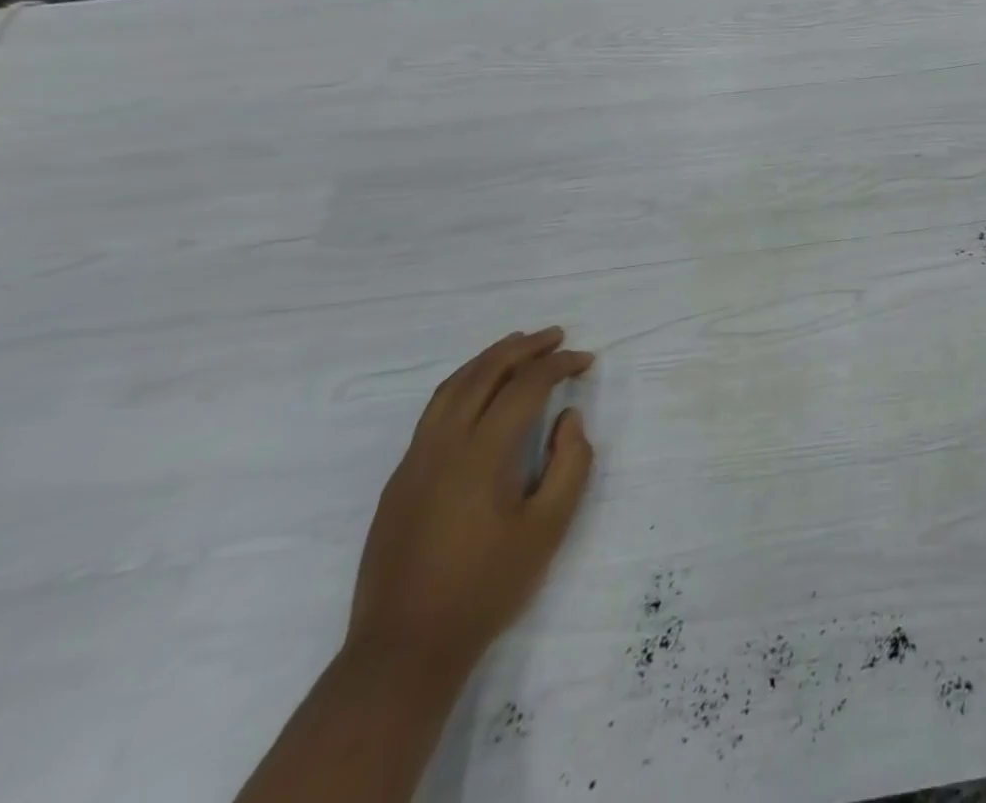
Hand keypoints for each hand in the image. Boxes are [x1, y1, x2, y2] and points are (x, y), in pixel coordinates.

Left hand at [345, 328, 595, 677]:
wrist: (403, 650)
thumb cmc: (486, 587)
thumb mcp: (549, 528)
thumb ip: (570, 463)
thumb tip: (568, 418)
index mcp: (481, 454)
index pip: (524, 387)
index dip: (559, 365)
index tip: (586, 361)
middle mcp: (442, 446)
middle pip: (482, 374)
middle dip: (523, 348)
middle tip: (556, 335)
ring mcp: (413, 463)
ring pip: (450, 388)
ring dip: (488, 359)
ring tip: (518, 345)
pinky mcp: (399, 482)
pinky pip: (433, 413)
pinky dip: (463, 385)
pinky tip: (479, 392)